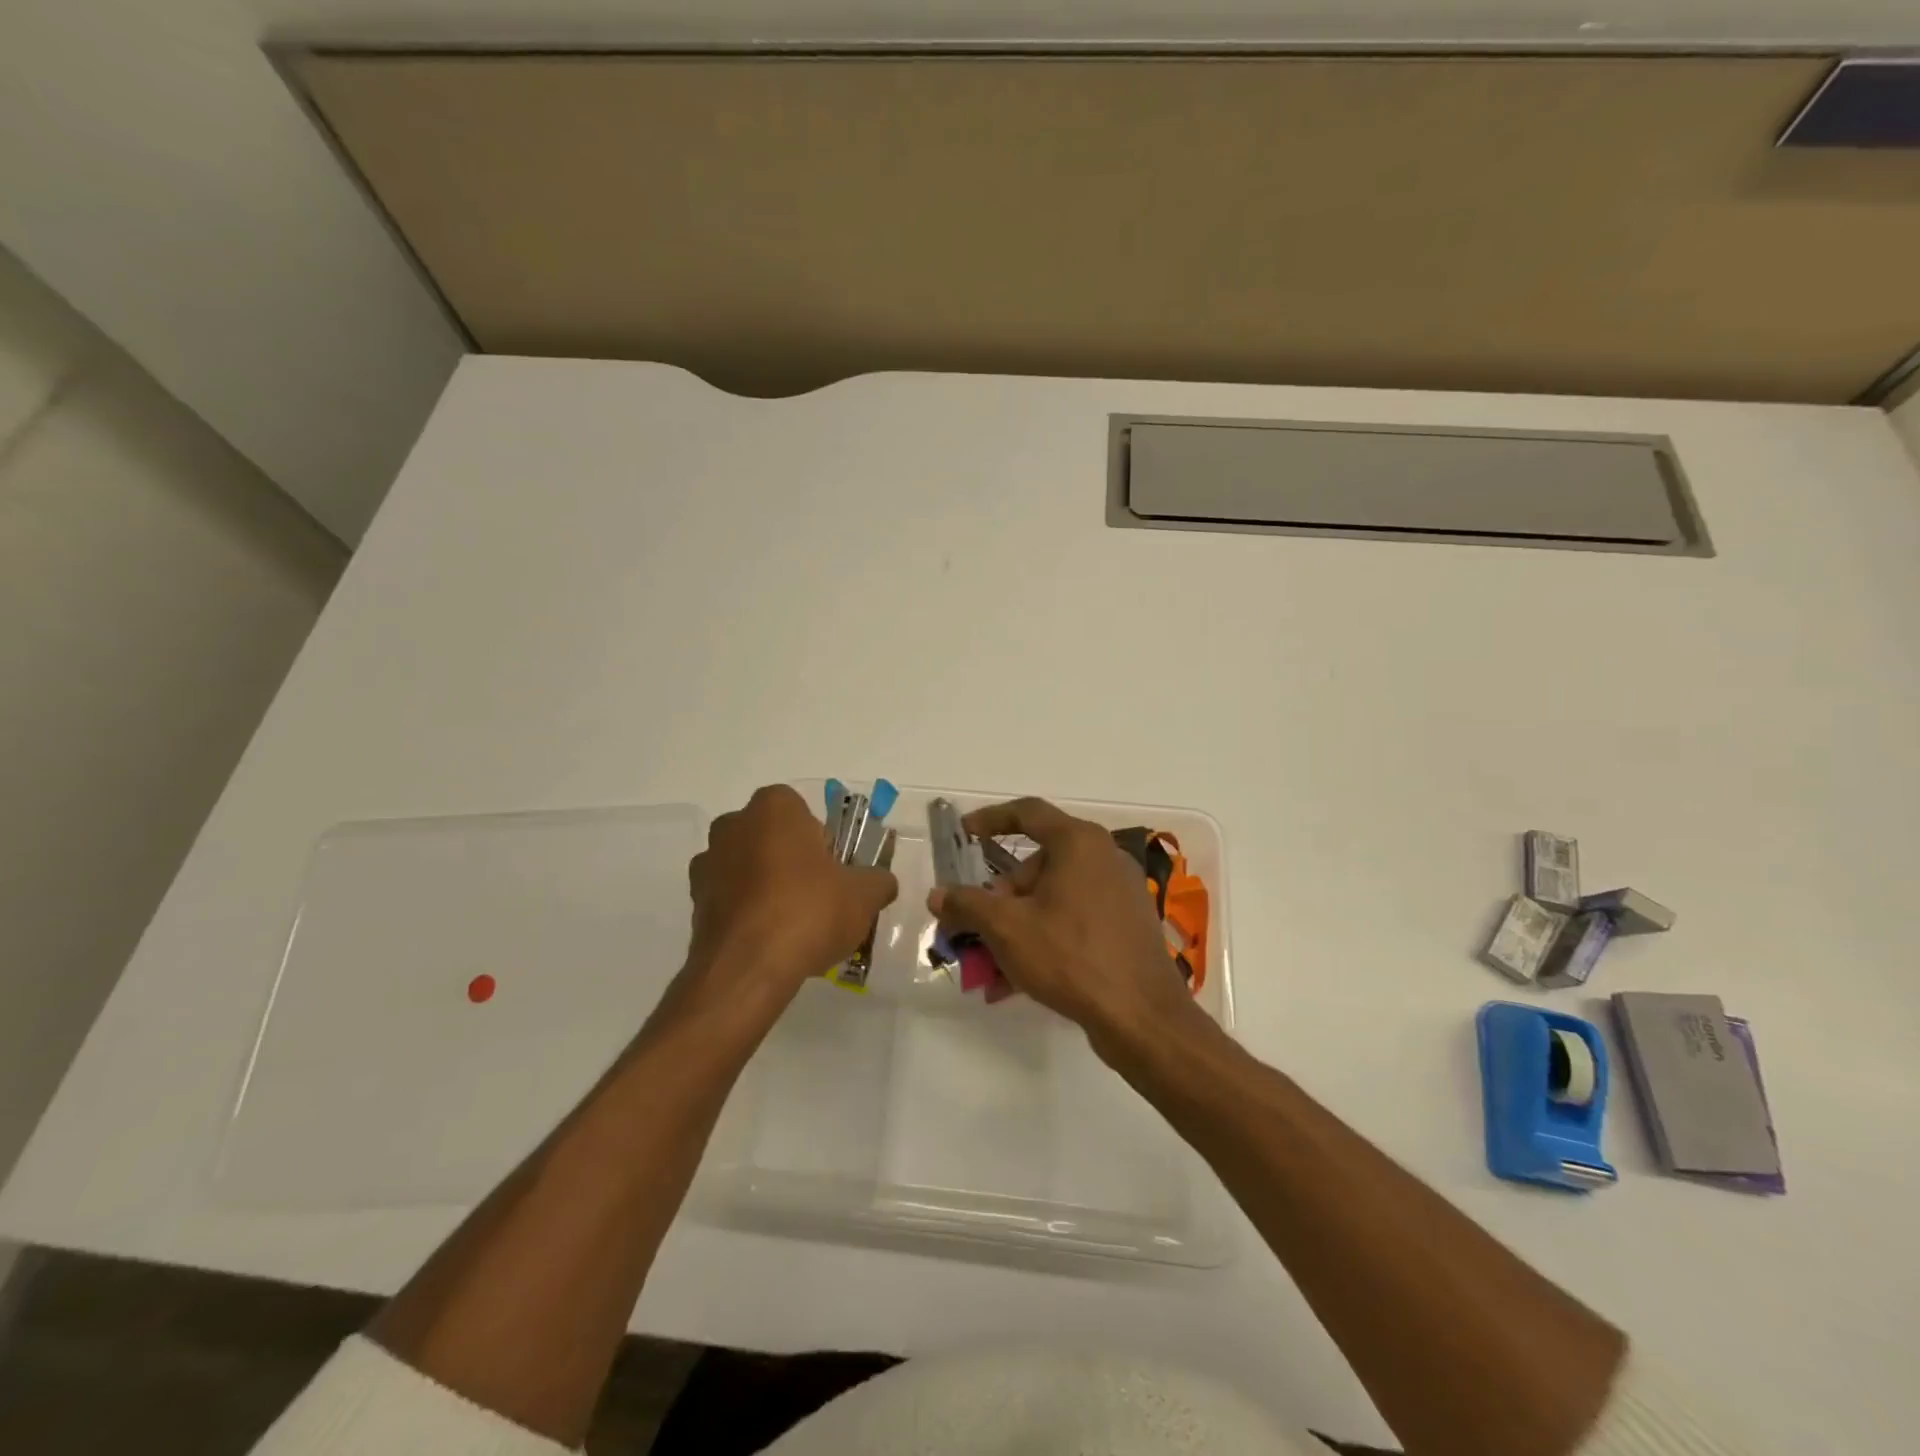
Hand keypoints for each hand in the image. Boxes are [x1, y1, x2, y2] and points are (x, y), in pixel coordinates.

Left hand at [688, 785, 897, 1001]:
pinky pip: (730, 898)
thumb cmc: (809, 912)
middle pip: (772, 836)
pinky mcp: (694, 903)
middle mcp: (733, 825)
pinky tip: (770, 941)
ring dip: (767, 886)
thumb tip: (882, 883)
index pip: (801, 810)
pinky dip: (748, 912)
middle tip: (817, 895)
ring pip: (748, 867)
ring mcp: (708, 864)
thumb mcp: (863, 895)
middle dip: (791, 859)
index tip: (834, 869)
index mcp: (774, 808)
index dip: (821, 839)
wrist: (747, 970)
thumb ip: (878, 881)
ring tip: (793, 925)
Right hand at [928, 797, 1200, 1051]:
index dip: (989, 820)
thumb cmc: (1071, 956)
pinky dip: (1043, 940)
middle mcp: (1103, 857)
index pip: (1027, 812)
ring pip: (1052, 899)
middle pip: (1037, 864)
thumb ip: (967, 904)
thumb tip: (939, 894)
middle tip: (975, 926)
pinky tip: (1016, 983)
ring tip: (988, 967)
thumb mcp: (1007, 928)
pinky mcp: (1126, 926)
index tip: (963, 836)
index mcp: (1078, 842)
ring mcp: (1119, 893)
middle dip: (1000, 897)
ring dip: (1016, 927)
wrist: (1143, 1017)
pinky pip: (1073, 921)